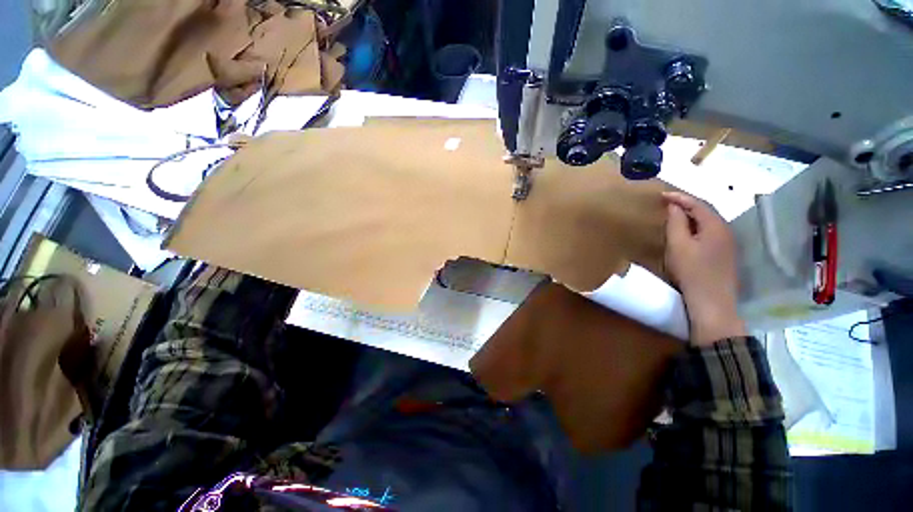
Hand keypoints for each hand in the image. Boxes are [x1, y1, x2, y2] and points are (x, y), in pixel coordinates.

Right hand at [663, 192, 746, 345]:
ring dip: (692, 215)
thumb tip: (674, 206)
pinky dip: (697, 226)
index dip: (679, 197)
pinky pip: (710, 232)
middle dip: (687, 204)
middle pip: (706, 211)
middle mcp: (726, 230)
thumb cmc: (692, 271)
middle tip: (668, 203)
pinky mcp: (725, 254)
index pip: (697, 204)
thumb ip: (676, 223)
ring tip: (675, 214)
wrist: (712, 301)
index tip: (662, 195)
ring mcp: (728, 243)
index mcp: (715, 226)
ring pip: (709, 222)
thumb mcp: (678, 245)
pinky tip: (688, 232)